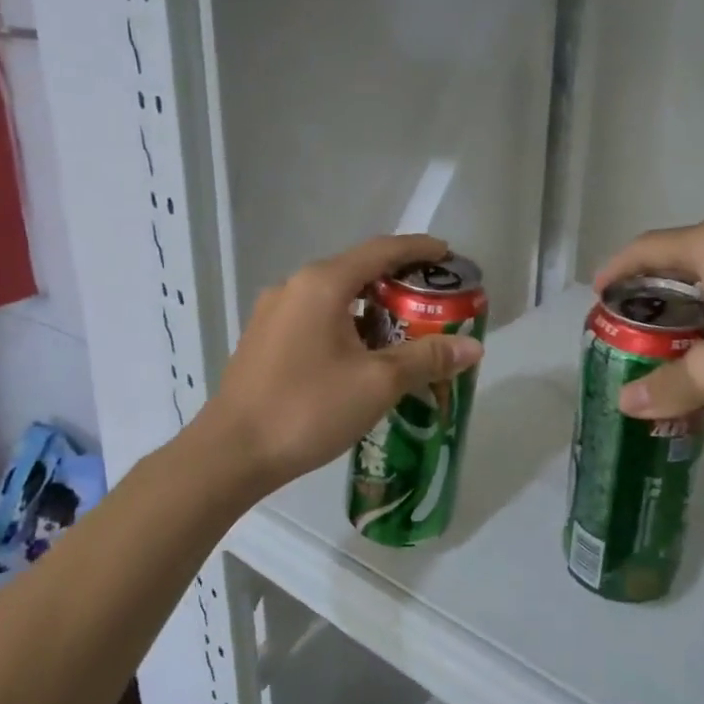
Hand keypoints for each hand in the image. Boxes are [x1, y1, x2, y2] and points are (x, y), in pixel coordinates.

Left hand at [205, 235, 484, 492]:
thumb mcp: (378, 383)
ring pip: (336, 298)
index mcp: (322, 284)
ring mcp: (273, 313)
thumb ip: (427, 359)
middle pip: (358, 271)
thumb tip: (473, 347)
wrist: (230, 454)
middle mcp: (294, 287)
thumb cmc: (307, 409)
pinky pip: (316, 318)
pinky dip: (347, 326)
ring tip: (405, 334)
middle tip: (435, 303)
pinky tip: (363, 357)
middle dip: (399, 283)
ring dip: (373, 309)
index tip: (449, 255)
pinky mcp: (264, 340)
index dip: (420, 249)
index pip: (382, 250)